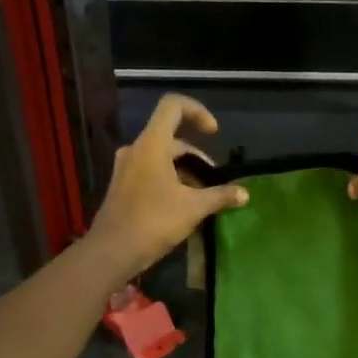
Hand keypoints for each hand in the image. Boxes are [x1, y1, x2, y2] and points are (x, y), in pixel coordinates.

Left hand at [87, 95, 247, 282]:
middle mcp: (135, 149)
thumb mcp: (193, 208)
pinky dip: (169, 179)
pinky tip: (182, 205)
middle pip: (171, 138)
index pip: (173, 106)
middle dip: (196, 156)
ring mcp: (125, 168)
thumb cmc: (154, 222)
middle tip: (213, 181)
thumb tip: (244, 194)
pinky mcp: (122, 186)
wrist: (112, 251)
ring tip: (201, 196)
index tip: (213, 133)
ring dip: (184, 171)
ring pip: (161, 157)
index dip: (197, 111)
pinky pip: (150, 171)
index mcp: (151, 144)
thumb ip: (220, 196)